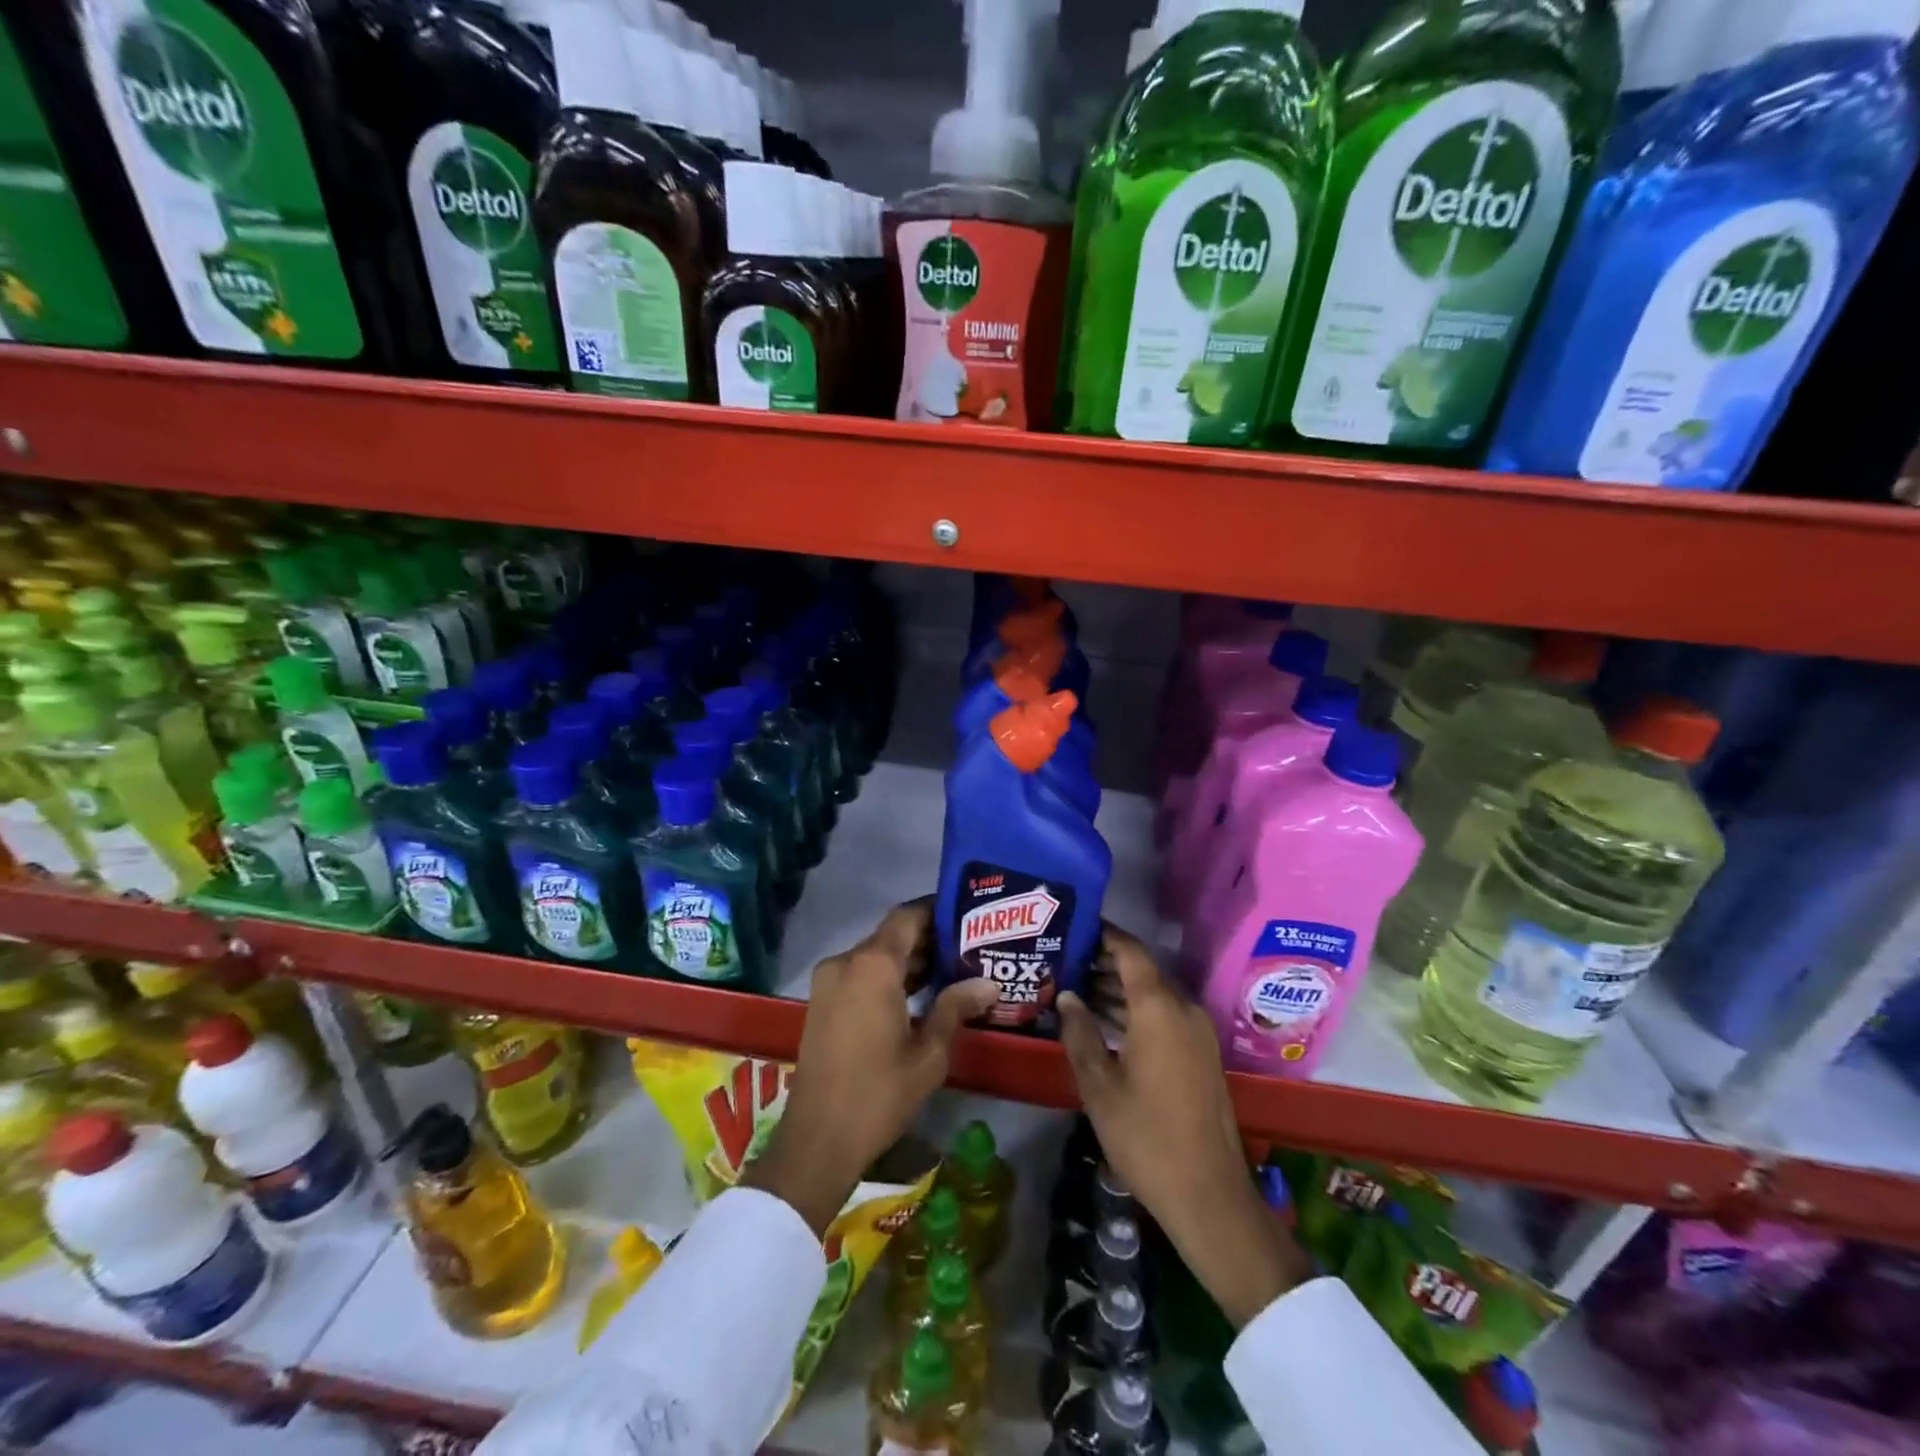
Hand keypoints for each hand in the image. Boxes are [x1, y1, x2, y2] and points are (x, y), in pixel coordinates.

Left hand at [743, 901, 998, 1235]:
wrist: (818, 1140)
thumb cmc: (879, 1094)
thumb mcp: (929, 1054)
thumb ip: (955, 1008)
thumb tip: (989, 983)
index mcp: (872, 965)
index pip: (908, 917)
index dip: (936, 910)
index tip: (966, 914)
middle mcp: (846, 962)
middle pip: (891, 936)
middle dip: (927, 939)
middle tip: (968, 948)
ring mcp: (828, 982)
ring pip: (874, 956)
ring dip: (907, 961)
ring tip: (951, 970)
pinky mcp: (821, 1002)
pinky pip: (859, 975)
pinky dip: (886, 977)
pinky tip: (917, 995)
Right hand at [1059, 926, 1312, 1326]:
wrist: (1208, 1195)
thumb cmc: (1145, 1137)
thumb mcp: (1099, 1086)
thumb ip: (1079, 1033)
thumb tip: (1067, 996)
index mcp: (1159, 1008)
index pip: (1130, 951)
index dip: (1104, 933)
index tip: (1075, 924)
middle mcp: (1184, 1010)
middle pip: (1142, 971)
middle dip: (1104, 963)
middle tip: (1064, 960)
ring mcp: (1198, 1033)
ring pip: (1154, 995)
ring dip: (1119, 990)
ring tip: (1076, 989)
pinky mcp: (1202, 1054)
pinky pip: (1165, 1016)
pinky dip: (1136, 1012)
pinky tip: (1105, 1023)